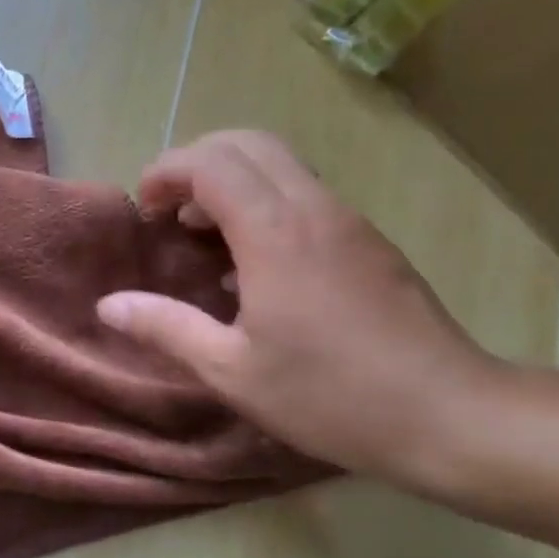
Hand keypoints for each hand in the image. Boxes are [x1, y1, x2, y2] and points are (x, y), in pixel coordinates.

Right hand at [97, 130, 501, 490]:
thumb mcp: (232, 370)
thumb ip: (166, 328)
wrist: (450, 414)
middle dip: (197, 161)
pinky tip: (254, 262)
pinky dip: (263, 200)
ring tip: (204, 232)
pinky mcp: (368, 239)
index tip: (144, 207)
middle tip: (170, 208)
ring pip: (280, 162)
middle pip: (247, 143)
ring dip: (232, 179)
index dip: (167, 171)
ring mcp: (347, 220)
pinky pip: (303, 192)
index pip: (211, 162)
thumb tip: (108, 305)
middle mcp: (313, 208)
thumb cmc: (330, 395)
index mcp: (275, 232)